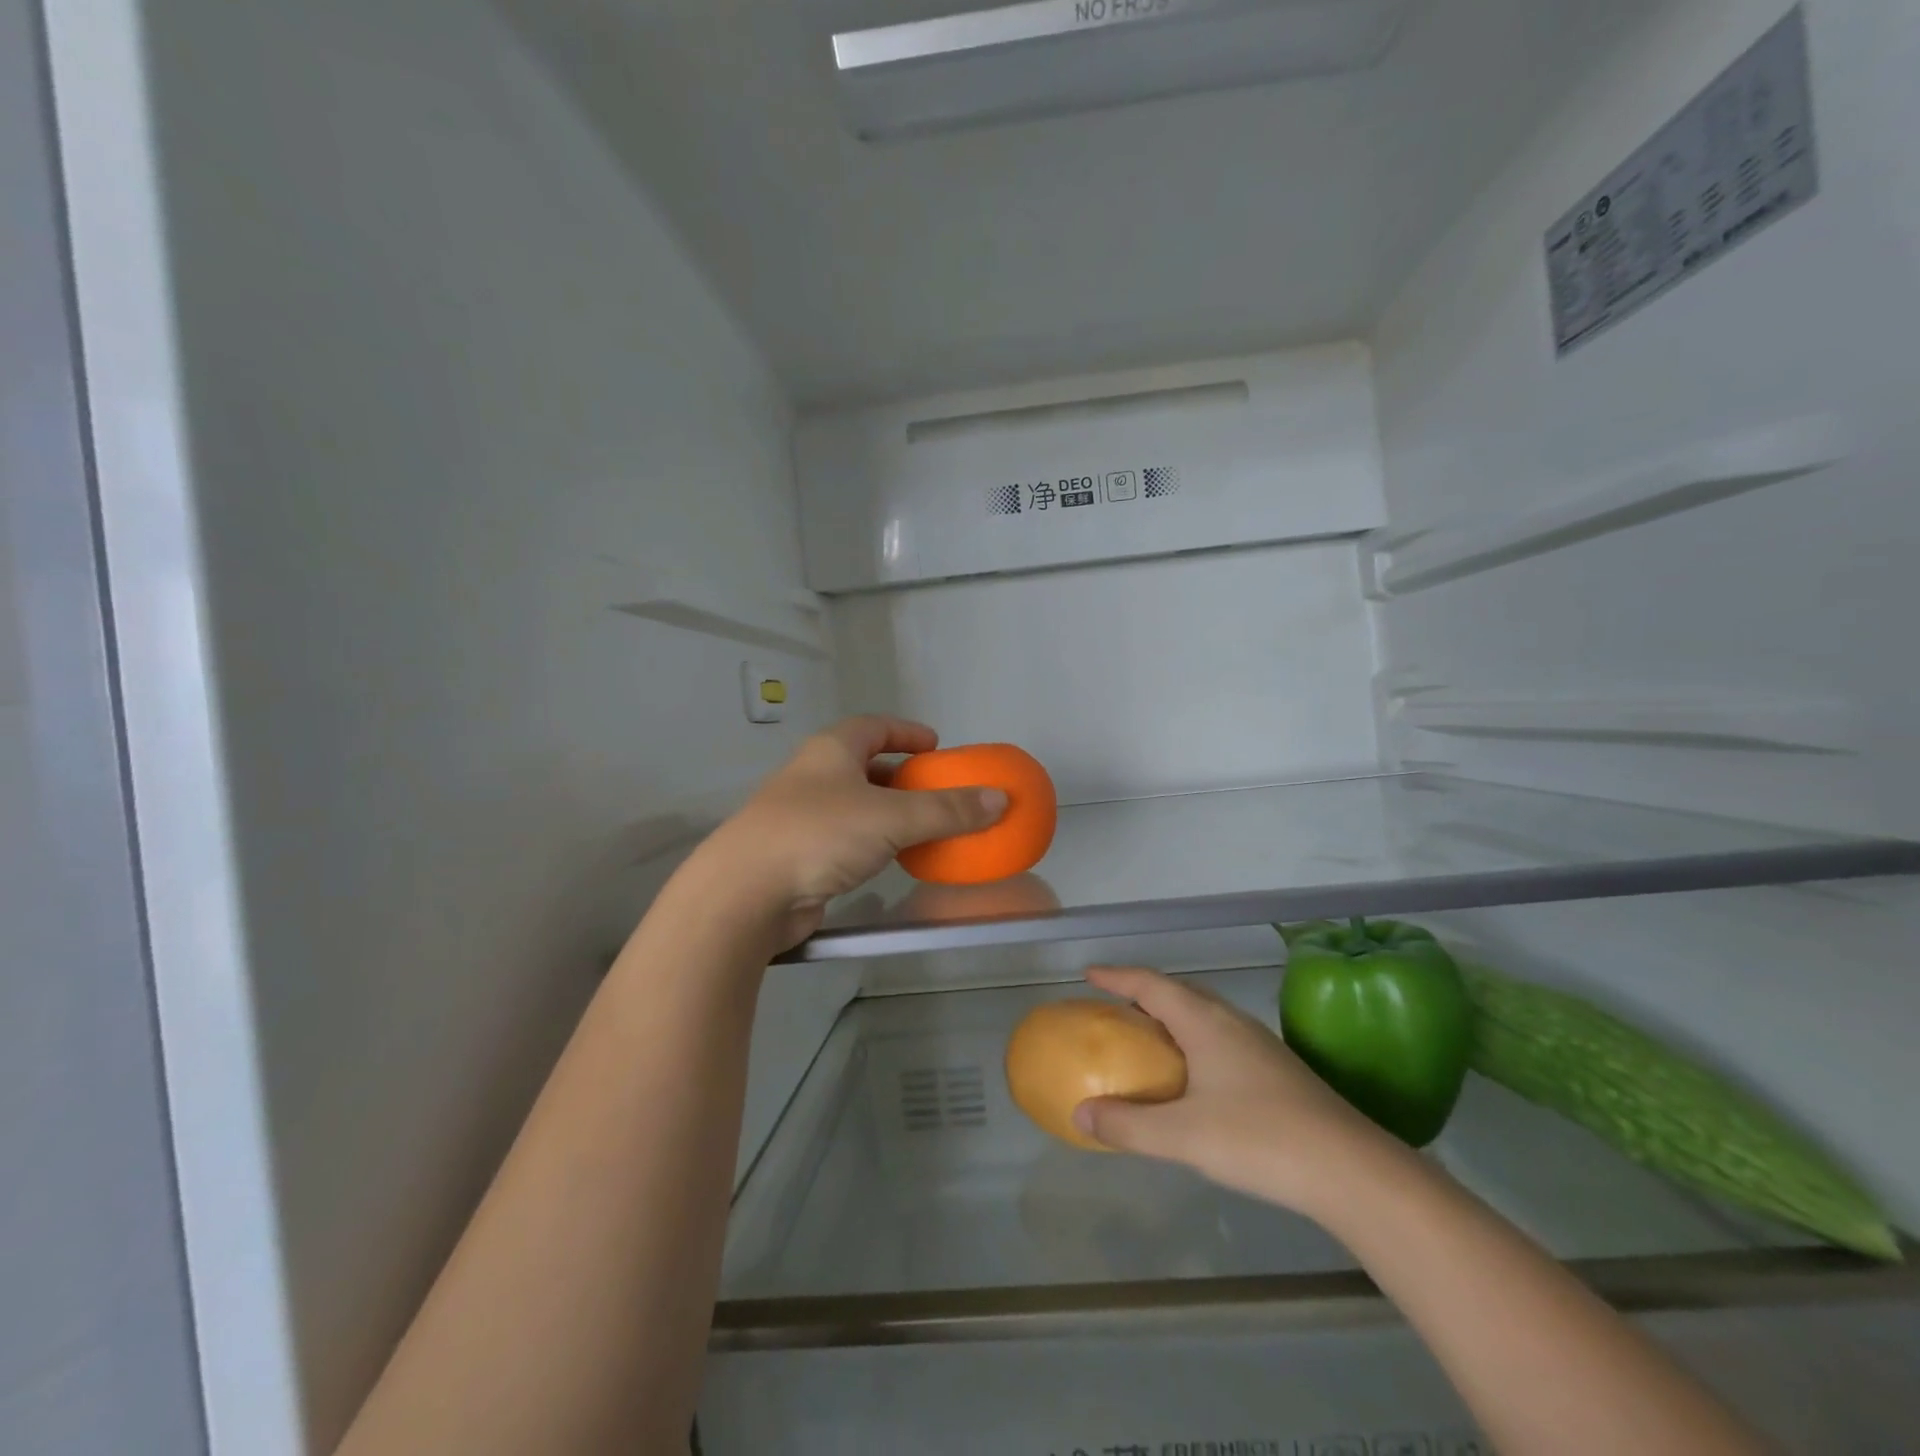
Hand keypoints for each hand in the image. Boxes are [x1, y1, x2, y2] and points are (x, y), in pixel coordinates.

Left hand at [692, 717, 1007, 951]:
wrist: (745, 893)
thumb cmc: (819, 835)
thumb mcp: (892, 817)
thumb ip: (947, 810)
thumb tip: (998, 800)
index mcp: (830, 751)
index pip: (873, 726)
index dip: (906, 732)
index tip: (936, 746)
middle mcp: (812, 776)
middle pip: (863, 765)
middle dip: (901, 776)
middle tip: (935, 790)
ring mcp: (799, 816)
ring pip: (853, 805)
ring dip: (887, 812)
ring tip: (922, 827)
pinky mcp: (796, 854)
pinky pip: (844, 838)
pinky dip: (871, 842)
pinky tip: (890, 860)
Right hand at [1072, 966, 1405, 1219]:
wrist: (1352, 1171)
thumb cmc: (1260, 1140)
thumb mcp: (1183, 1136)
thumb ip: (1128, 1124)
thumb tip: (1080, 1113)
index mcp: (1205, 1022)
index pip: (1151, 984)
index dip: (1118, 976)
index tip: (1089, 975)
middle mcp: (1232, 1022)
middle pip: (1180, 992)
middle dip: (1144, 993)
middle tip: (1116, 1008)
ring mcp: (1259, 1044)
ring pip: (1205, 1014)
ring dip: (1173, 1016)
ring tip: (1149, 1039)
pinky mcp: (1277, 1069)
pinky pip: (1221, 1037)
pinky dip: (1195, 1040)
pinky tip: (1195, 1078)